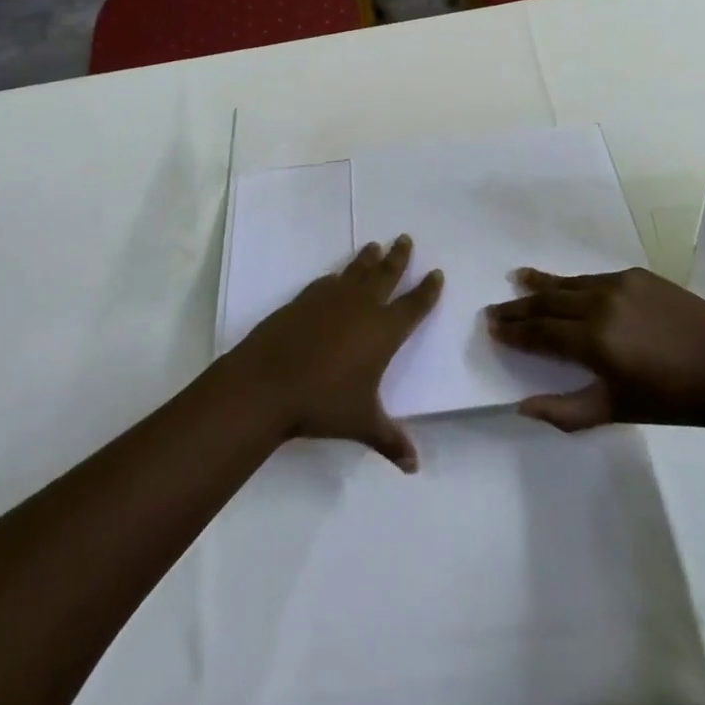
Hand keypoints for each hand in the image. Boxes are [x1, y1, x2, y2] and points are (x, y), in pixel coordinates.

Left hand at [231, 236, 442, 471]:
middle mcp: (361, 307)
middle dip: (399, 257)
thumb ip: (390, 440)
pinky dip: (337, 276)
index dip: (427, 290)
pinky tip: (336, 276)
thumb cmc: (324, 402)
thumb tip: (414, 466)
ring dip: (368, 258)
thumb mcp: (362, 423)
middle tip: (405, 238)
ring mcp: (331, 299)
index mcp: (383, 331)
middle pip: (386, 274)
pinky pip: (327, 282)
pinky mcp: (304, 299)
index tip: (436, 273)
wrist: (268, 382)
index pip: (413, 306)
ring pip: (356, 271)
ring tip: (375, 246)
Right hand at [485, 267, 704, 431]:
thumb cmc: (671, 399)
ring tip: (518, 280)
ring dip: (540, 285)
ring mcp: (618, 284)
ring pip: (568, 284)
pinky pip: (593, 278)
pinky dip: (573, 283)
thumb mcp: (616, 411)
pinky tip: (565, 285)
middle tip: (494, 310)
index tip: (491, 328)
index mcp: (594, 341)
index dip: (513, 332)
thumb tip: (523, 407)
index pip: (539, 333)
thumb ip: (566, 411)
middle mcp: (599, 304)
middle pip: (546, 303)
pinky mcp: (636, 275)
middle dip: (518, 308)